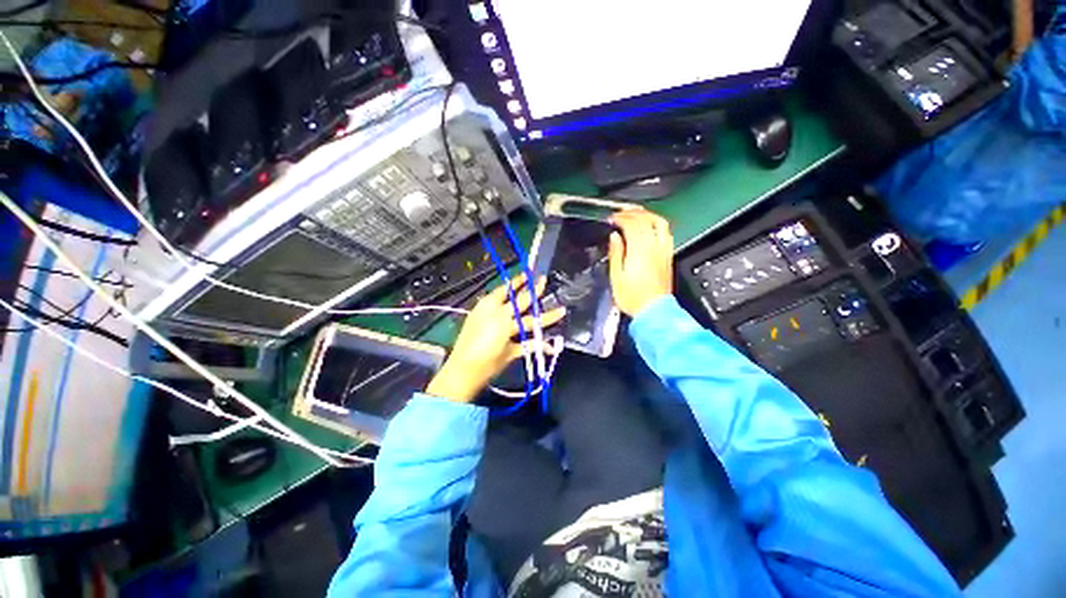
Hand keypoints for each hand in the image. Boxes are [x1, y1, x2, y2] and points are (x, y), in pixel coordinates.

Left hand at [425, 274, 565, 402]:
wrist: (462, 369)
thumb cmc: (488, 365)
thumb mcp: (510, 355)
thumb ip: (529, 345)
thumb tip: (549, 347)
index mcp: (506, 325)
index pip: (532, 317)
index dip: (548, 313)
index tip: (560, 307)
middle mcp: (498, 314)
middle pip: (520, 300)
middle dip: (533, 289)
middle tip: (542, 279)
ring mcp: (486, 311)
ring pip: (504, 293)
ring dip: (515, 284)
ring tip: (525, 275)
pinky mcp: (476, 311)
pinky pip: (491, 297)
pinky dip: (501, 292)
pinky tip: (508, 288)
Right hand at [609, 209, 673, 316]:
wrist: (653, 311)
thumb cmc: (633, 298)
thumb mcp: (616, 276)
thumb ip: (616, 253)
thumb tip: (615, 238)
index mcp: (639, 251)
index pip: (632, 224)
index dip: (621, 218)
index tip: (613, 218)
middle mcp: (654, 248)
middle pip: (646, 220)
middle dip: (633, 213)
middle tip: (622, 212)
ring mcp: (663, 251)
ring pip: (659, 224)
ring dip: (648, 215)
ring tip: (638, 214)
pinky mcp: (668, 257)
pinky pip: (666, 234)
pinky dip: (658, 225)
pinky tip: (652, 228)